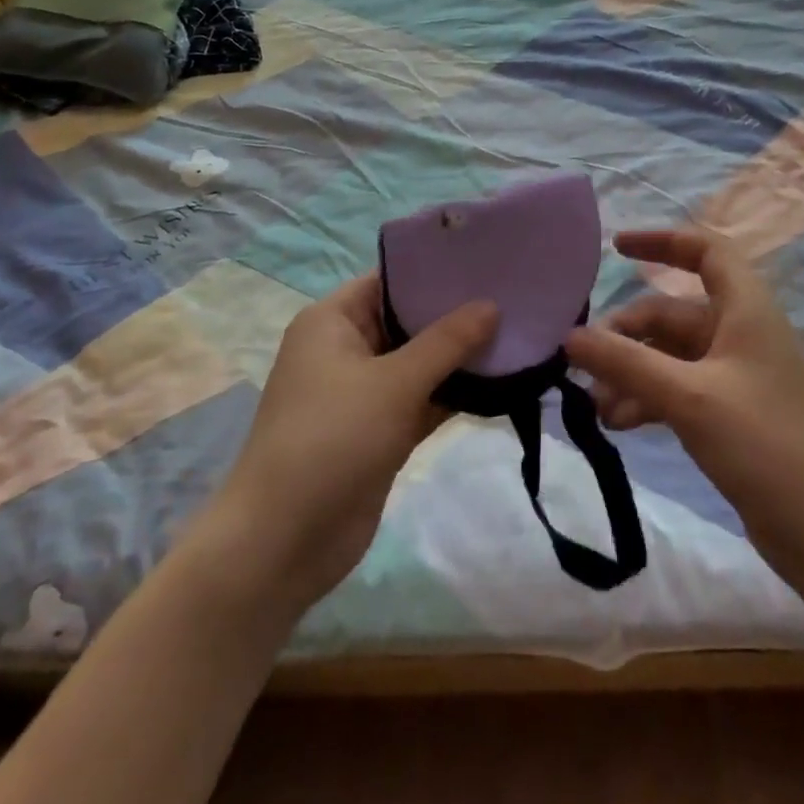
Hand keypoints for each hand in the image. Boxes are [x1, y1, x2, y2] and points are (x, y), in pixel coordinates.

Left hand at [206, 274, 496, 611]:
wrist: (284, 542)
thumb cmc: (332, 439)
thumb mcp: (394, 382)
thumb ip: (447, 342)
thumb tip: (492, 305)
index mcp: (333, 321)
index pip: (389, 280)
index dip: (435, 269)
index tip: (487, 262)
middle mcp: (346, 349)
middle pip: (408, 320)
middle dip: (456, 314)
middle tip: (515, 296)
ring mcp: (363, 393)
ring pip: (420, 363)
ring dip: (460, 357)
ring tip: (519, 332)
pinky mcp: (379, 431)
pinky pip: (422, 400)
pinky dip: (453, 394)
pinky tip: (500, 382)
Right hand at [564, 228, 803, 598]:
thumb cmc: (765, 445)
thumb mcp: (688, 397)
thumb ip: (625, 362)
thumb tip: (568, 337)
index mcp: (746, 310)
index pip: (705, 252)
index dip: (661, 241)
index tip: (614, 249)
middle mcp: (741, 334)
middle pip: (672, 314)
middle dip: (626, 335)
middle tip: (584, 366)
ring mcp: (736, 377)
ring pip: (669, 356)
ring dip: (631, 373)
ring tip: (597, 407)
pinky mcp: (731, 416)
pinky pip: (677, 390)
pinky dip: (647, 400)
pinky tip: (618, 426)